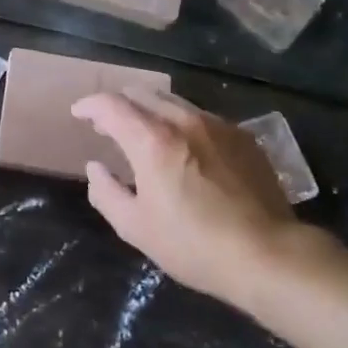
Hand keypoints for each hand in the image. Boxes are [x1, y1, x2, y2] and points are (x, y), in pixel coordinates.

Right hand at [71, 90, 337, 314]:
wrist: (269, 254)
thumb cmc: (194, 245)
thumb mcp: (136, 227)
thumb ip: (106, 192)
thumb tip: (96, 168)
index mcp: (152, 140)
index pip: (111, 105)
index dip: (89, 105)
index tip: (79, 113)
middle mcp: (183, 121)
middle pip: (142, 93)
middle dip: (119, 104)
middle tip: (107, 126)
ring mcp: (217, 125)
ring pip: (173, 101)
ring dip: (150, 110)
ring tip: (144, 133)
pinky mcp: (242, 136)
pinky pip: (201, 117)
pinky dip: (180, 123)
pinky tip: (183, 148)